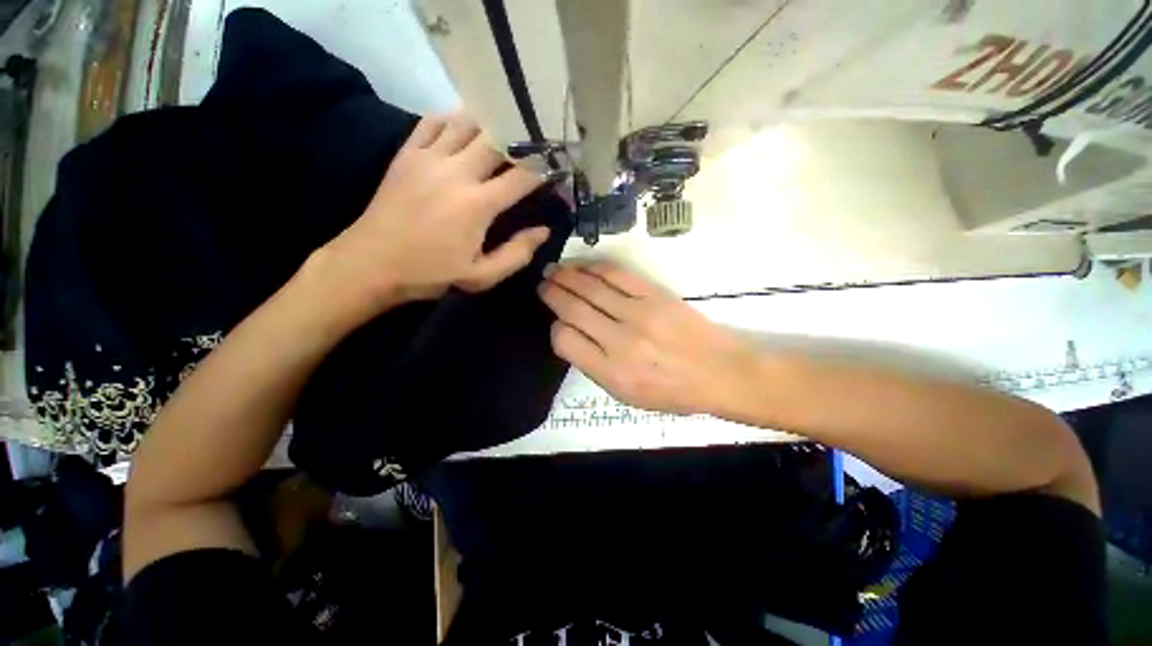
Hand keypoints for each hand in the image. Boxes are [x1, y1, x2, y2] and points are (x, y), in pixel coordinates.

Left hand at [315, 113, 551, 313]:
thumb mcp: (481, 276)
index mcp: (477, 204)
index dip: (544, 170)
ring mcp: (428, 157)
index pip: (522, 176)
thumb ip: (517, 254)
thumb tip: (543, 231)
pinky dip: (453, 119)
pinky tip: (464, 129)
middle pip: (497, 138)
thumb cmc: (431, 274)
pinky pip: (433, 120)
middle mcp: (456, 171)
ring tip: (504, 132)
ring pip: (466, 120)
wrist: (371, 264)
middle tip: (535, 145)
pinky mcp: (407, 153)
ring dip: (489, 123)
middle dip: (521, 139)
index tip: (557, 170)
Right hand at [539, 262, 756, 414]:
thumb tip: (573, 335)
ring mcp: (638, 313)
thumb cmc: (673, 392)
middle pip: (573, 309)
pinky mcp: (654, 295)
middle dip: (552, 293)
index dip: (556, 328)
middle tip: (542, 283)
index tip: (557, 322)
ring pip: (590, 287)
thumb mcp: (627, 395)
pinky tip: (583, 265)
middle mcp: (620, 341)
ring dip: (567, 275)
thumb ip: (595, 367)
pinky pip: (616, 274)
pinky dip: (595, 267)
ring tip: (554, 269)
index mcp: (611, 372)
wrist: (720, 372)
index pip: (565, 341)